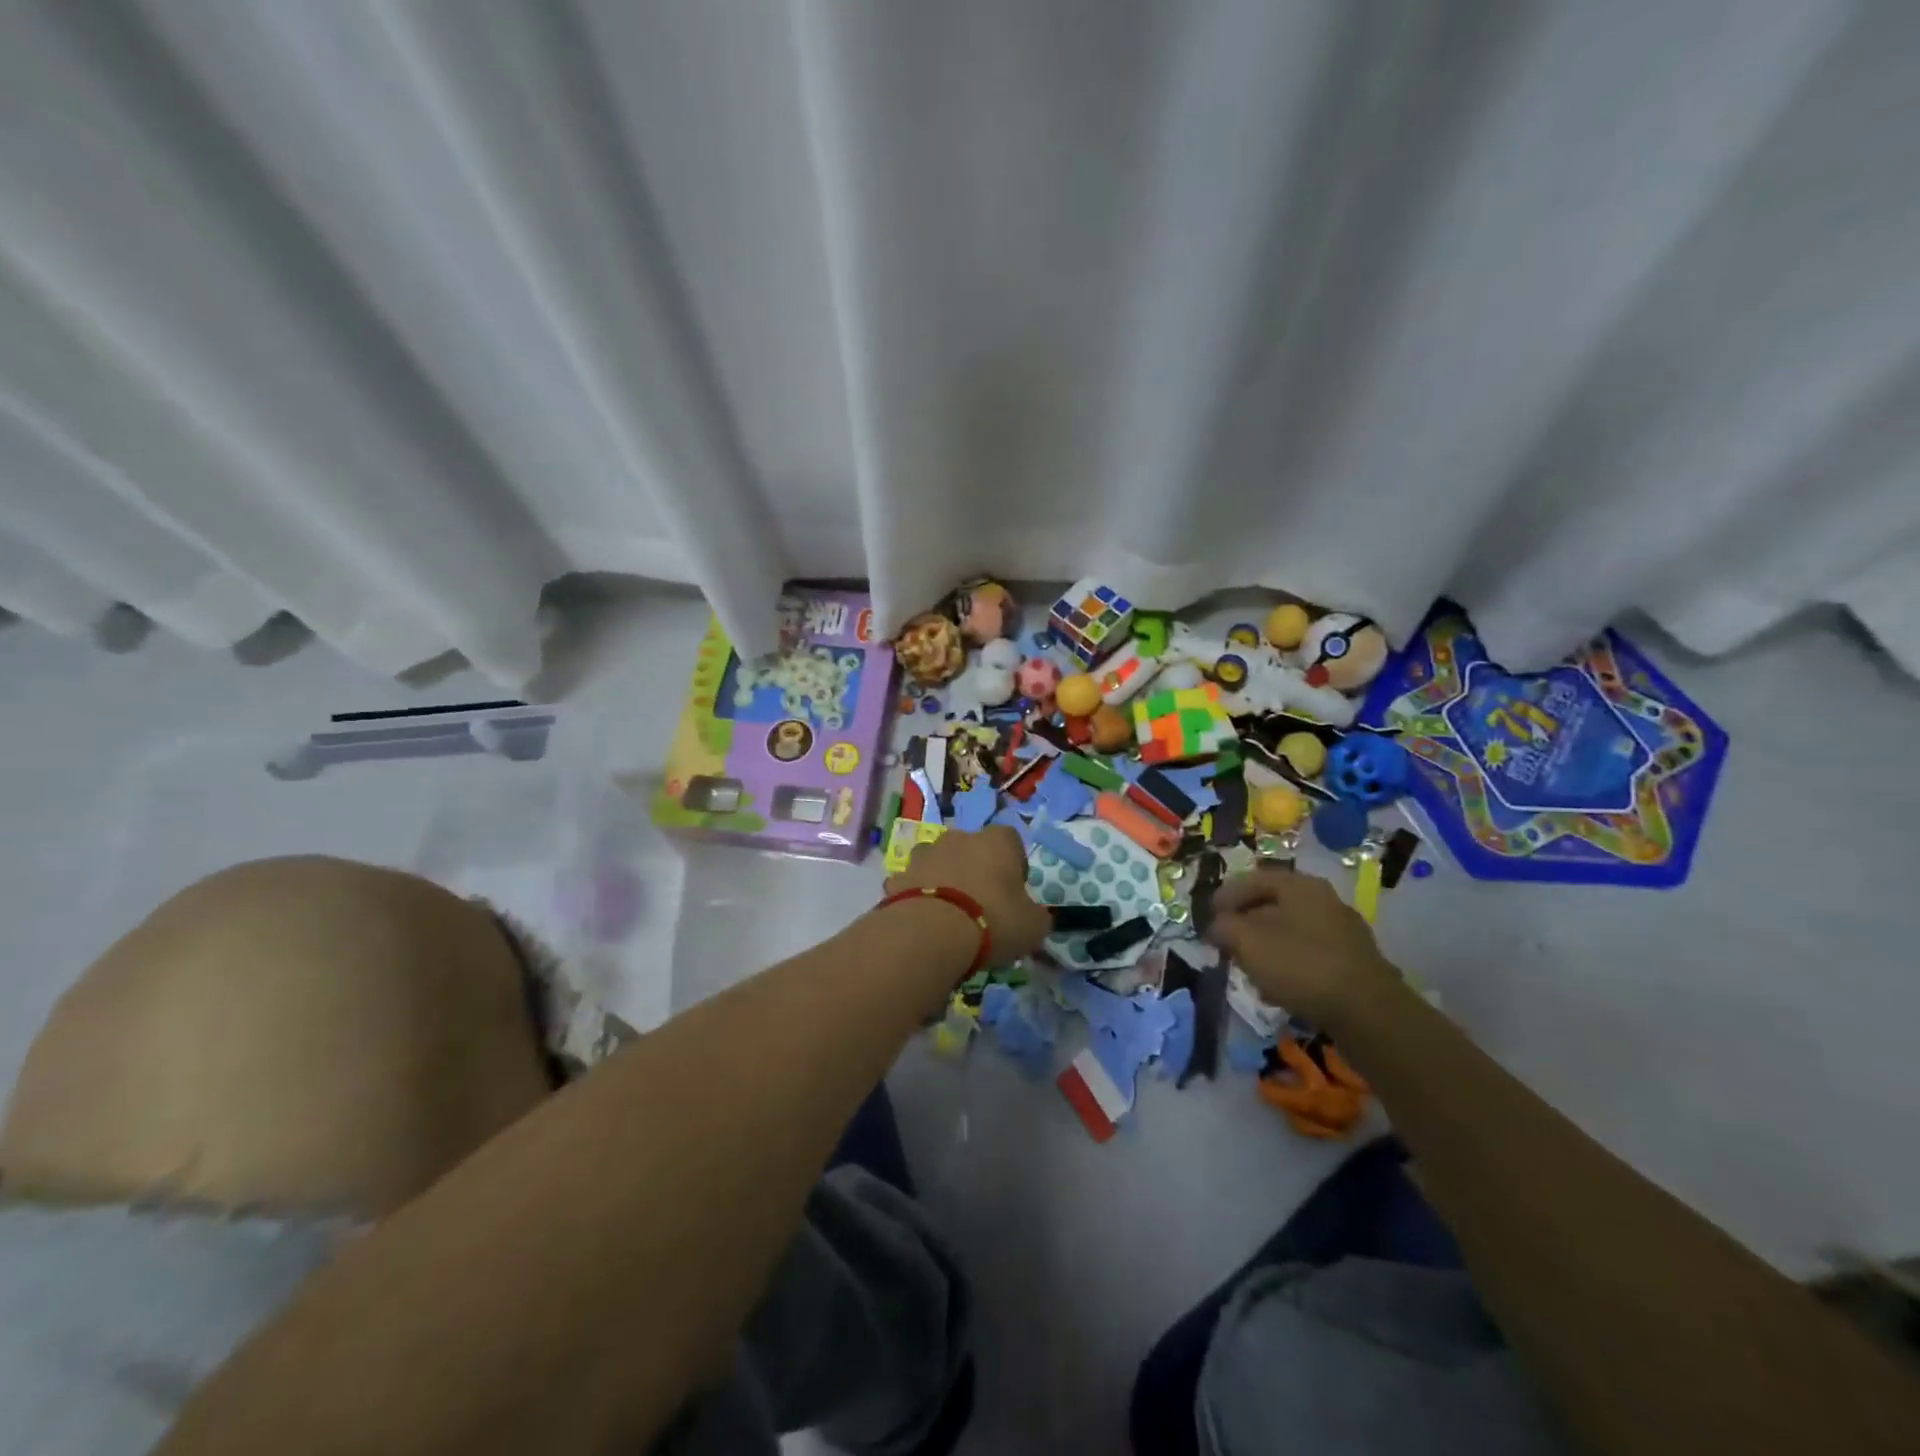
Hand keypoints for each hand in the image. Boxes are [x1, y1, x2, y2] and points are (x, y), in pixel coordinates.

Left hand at [887, 826, 1050, 965]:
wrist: (931, 932)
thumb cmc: (993, 921)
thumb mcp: (1033, 926)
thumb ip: (1036, 915)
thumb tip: (1033, 915)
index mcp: (997, 841)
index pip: (1011, 841)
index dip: (1014, 865)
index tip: (1014, 893)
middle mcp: (959, 837)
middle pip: (972, 848)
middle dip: (976, 869)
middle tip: (981, 905)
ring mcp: (925, 854)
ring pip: (939, 862)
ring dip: (944, 879)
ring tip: (949, 914)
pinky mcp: (898, 876)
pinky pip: (913, 883)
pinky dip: (918, 896)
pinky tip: (924, 922)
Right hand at [1203, 869, 1401, 1027]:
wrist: (1368, 1012)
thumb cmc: (1300, 965)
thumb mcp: (1248, 942)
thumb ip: (1224, 928)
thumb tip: (1216, 926)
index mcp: (1299, 885)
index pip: (1252, 879)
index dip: (1224, 897)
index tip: (1208, 919)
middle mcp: (1323, 899)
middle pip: (1272, 905)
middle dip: (1245, 924)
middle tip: (1227, 944)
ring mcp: (1342, 930)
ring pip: (1291, 931)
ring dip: (1266, 947)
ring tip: (1249, 970)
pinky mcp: (1353, 961)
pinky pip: (1309, 954)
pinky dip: (1289, 965)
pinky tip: (1279, 989)